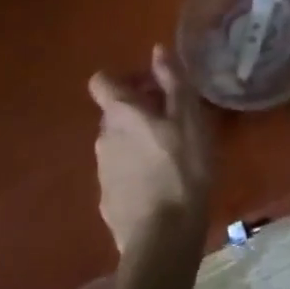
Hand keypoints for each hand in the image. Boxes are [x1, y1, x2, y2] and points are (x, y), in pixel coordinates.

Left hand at [87, 44, 214, 256]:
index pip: (101, 82)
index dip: (124, 79)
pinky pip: (120, 172)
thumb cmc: (182, 167)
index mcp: (120, 114)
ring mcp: (102, 172)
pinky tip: (161, 185)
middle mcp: (103, 138)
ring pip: (118, 143)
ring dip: (138, 141)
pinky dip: (136, 170)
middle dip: (138, 110)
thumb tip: (156, 50)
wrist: (163, 238)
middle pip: (114, 112)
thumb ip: (172, 81)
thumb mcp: (188, 117)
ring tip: (171, 155)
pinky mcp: (107, 201)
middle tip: (172, 120)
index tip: (152, 87)